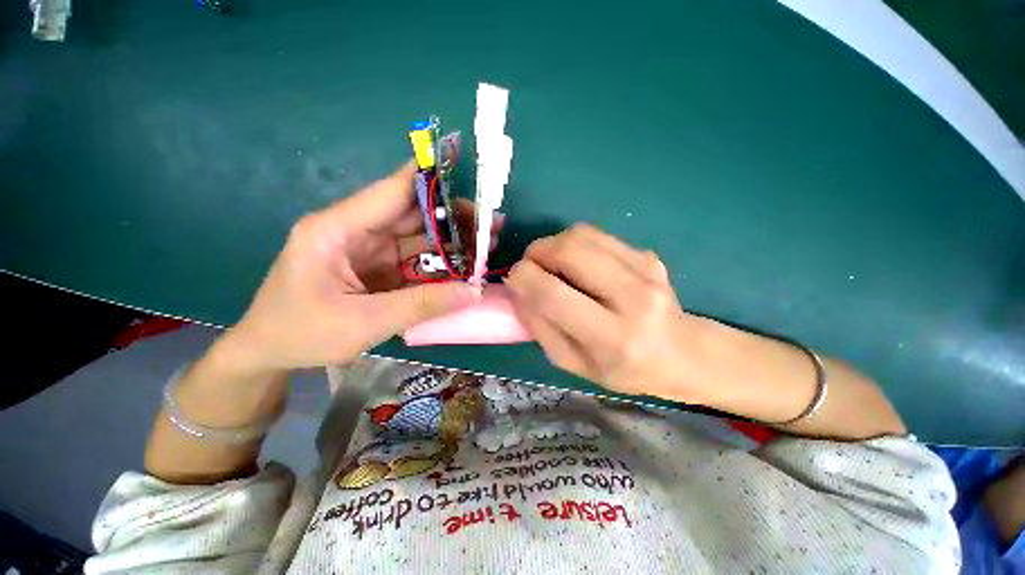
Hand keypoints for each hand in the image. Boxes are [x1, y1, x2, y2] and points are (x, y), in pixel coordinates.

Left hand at [219, 161, 478, 372]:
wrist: (270, 355)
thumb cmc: (301, 334)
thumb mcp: (363, 323)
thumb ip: (422, 305)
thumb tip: (473, 292)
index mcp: (337, 230)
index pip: (390, 192)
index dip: (427, 177)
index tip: (463, 165)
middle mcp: (355, 232)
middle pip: (412, 214)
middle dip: (453, 218)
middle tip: (490, 223)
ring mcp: (368, 251)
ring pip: (418, 238)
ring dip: (452, 242)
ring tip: (486, 244)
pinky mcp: (378, 269)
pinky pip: (415, 261)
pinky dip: (440, 264)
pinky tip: (465, 267)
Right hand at [506, 224, 715, 401]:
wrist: (681, 353)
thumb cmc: (623, 368)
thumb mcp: (572, 363)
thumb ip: (539, 327)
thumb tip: (518, 288)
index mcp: (611, 338)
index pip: (553, 294)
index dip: (523, 277)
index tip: (514, 277)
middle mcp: (633, 299)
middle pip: (568, 251)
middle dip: (536, 252)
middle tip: (531, 266)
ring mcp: (645, 270)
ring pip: (581, 235)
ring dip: (553, 244)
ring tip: (551, 264)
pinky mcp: (648, 254)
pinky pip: (597, 235)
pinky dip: (575, 244)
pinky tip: (578, 264)